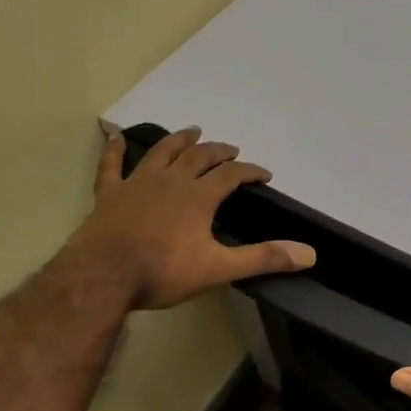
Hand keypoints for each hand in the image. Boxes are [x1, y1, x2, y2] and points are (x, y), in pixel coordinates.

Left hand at [69, 128, 315, 308]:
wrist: (101, 278)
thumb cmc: (162, 272)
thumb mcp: (219, 269)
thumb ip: (263, 258)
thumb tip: (309, 254)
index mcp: (199, 196)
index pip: (232, 174)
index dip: (250, 171)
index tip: (264, 174)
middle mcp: (171, 181)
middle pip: (199, 156)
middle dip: (218, 150)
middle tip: (230, 149)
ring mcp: (137, 184)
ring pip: (162, 153)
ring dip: (179, 140)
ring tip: (192, 131)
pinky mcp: (108, 195)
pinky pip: (111, 166)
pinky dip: (115, 151)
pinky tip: (116, 138)